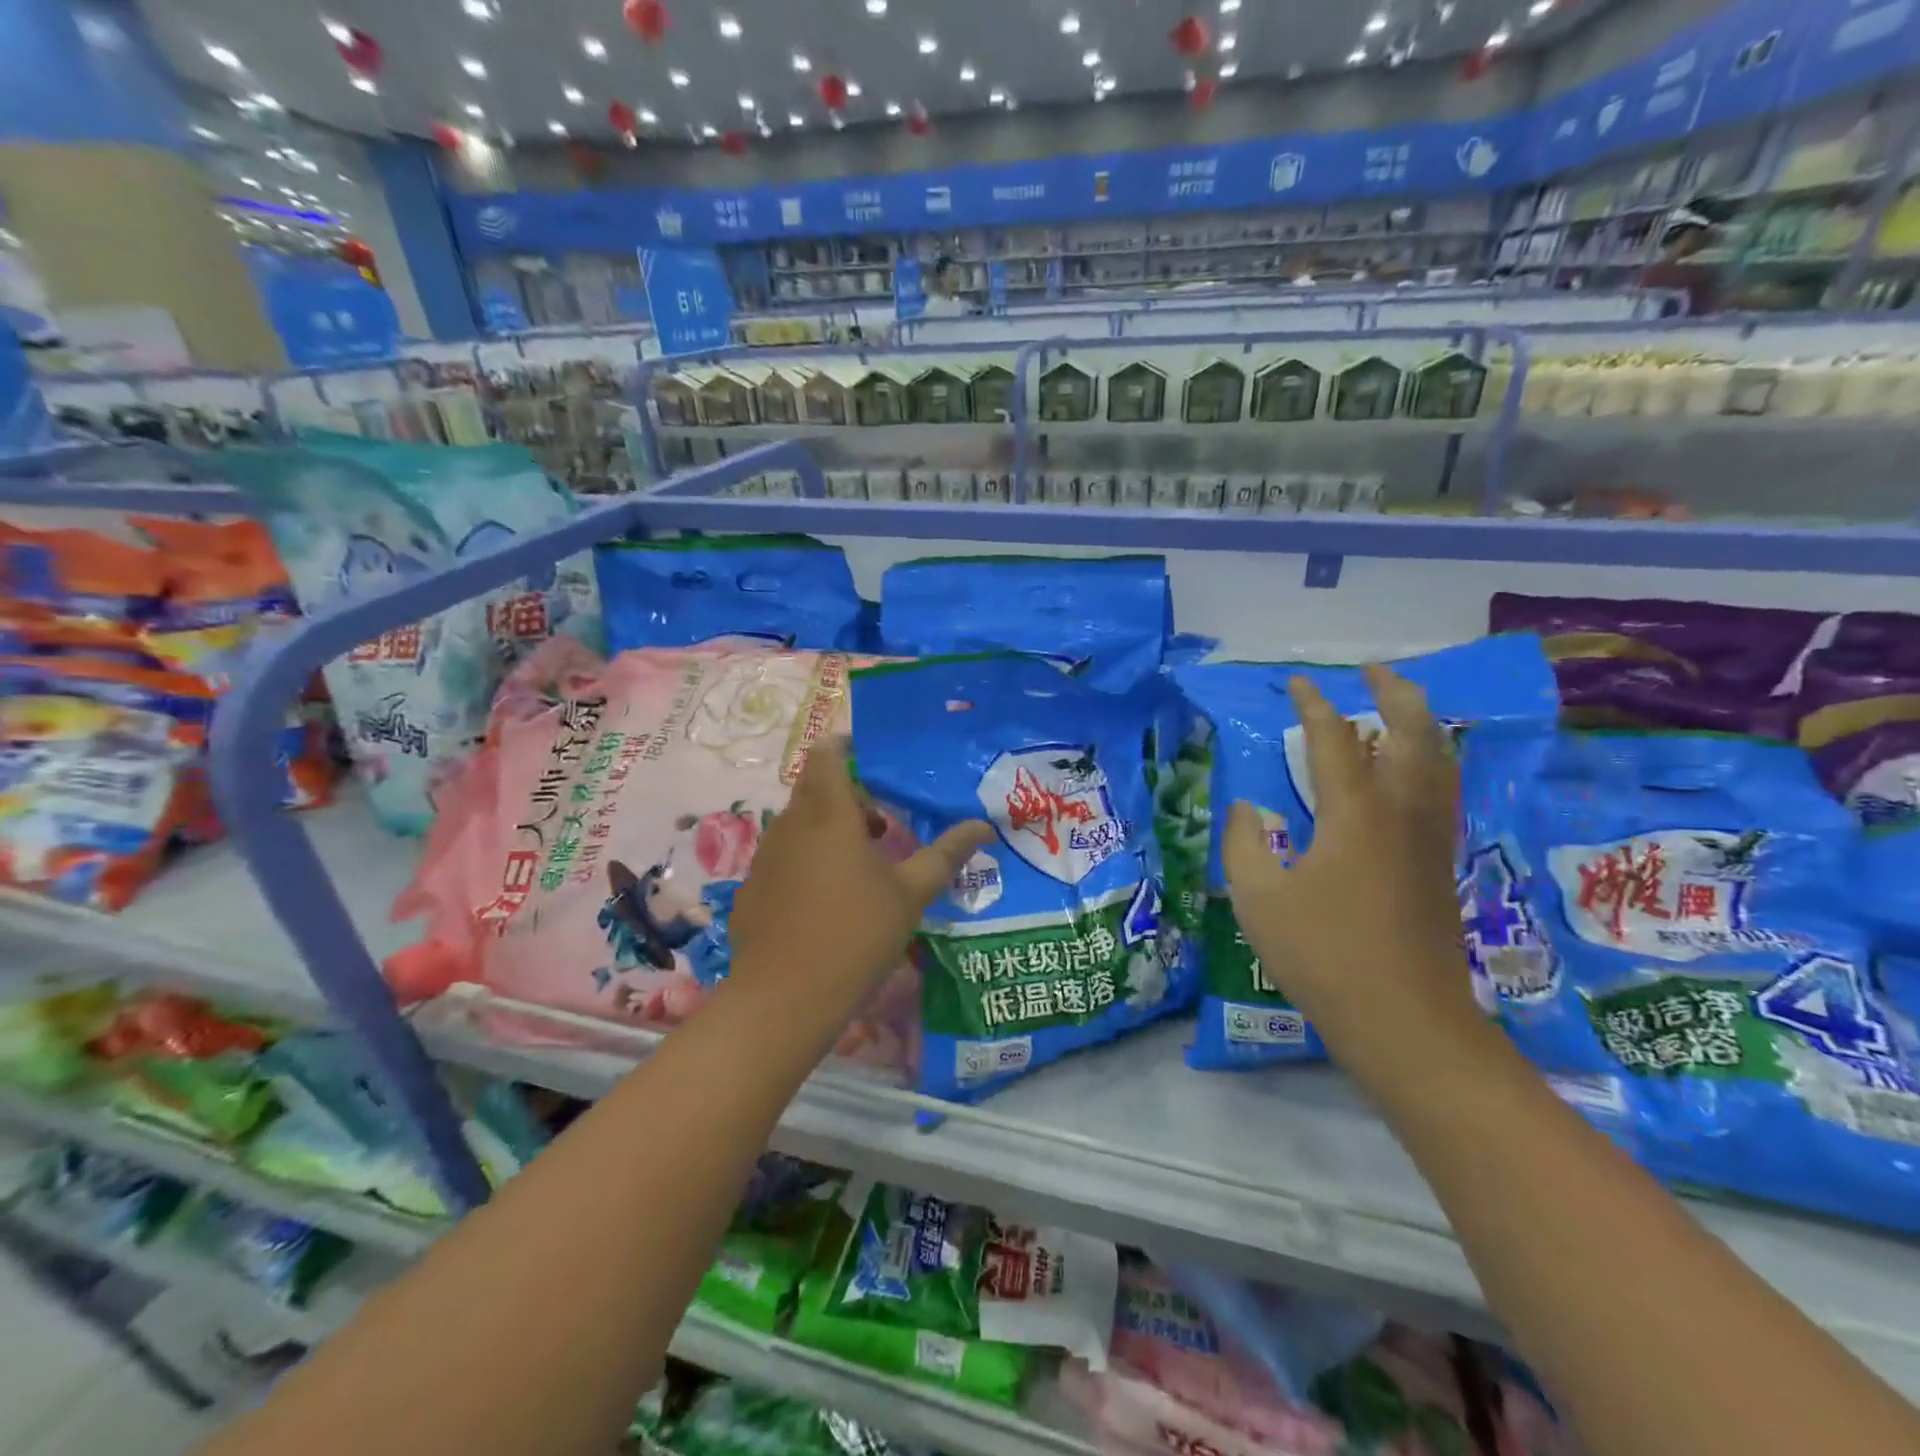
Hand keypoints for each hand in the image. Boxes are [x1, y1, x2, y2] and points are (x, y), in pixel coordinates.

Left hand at [726, 738, 992, 1016]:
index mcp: (829, 813)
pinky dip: (807, 858)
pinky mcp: (753, 885)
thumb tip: (984, 827)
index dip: (846, 746)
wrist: (785, 996)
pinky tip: (827, 899)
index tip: (875, 761)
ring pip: (799, 822)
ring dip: (829, 828)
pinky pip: (784, 854)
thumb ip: (947, 854)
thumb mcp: (911, 893)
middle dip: (848, 795)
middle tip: (884, 824)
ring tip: (862, 864)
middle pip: (815, 787)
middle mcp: (791, 824)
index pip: (827, 754)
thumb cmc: (857, 934)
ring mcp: (766, 855)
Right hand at [1222, 665, 1479, 1056]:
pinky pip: (1441, 790)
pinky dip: (1427, 761)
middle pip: (1414, 734)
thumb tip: (1248, 808)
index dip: (1314, 706)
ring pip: (1439, 761)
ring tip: (1397, 708)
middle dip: (1395, 694)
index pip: (1334, 740)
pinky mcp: (1440, 865)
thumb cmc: (1323, 955)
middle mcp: (1402, 813)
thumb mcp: (1258, 898)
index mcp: (1355, 814)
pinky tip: (1409, 772)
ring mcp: (1430, 839)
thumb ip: (1244, 843)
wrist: (1406, 1021)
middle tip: (1372, 672)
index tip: (1297, 683)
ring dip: (1420, 723)